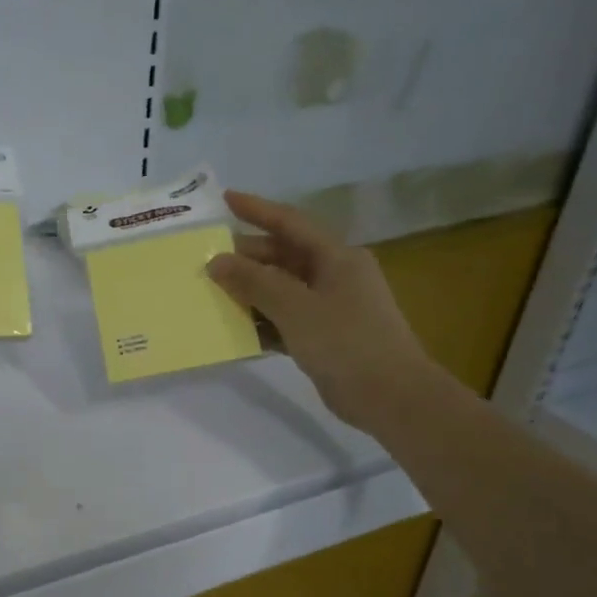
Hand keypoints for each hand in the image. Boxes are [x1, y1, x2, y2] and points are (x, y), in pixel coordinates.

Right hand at [207, 191, 440, 430]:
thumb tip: (217, 261)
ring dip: (249, 291)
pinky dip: (261, 321)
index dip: (257, 209)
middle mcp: (334, 275)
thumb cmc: (345, 342)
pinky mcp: (324, 336)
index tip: (224, 199)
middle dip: (245, 258)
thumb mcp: (295, 307)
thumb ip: (254, 282)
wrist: (391, 397)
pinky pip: (285, 319)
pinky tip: (234, 330)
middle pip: (282, 257)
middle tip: (205, 260)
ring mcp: (331, 307)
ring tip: (211, 294)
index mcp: (336, 257)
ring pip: (281, 289)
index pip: (290, 223)